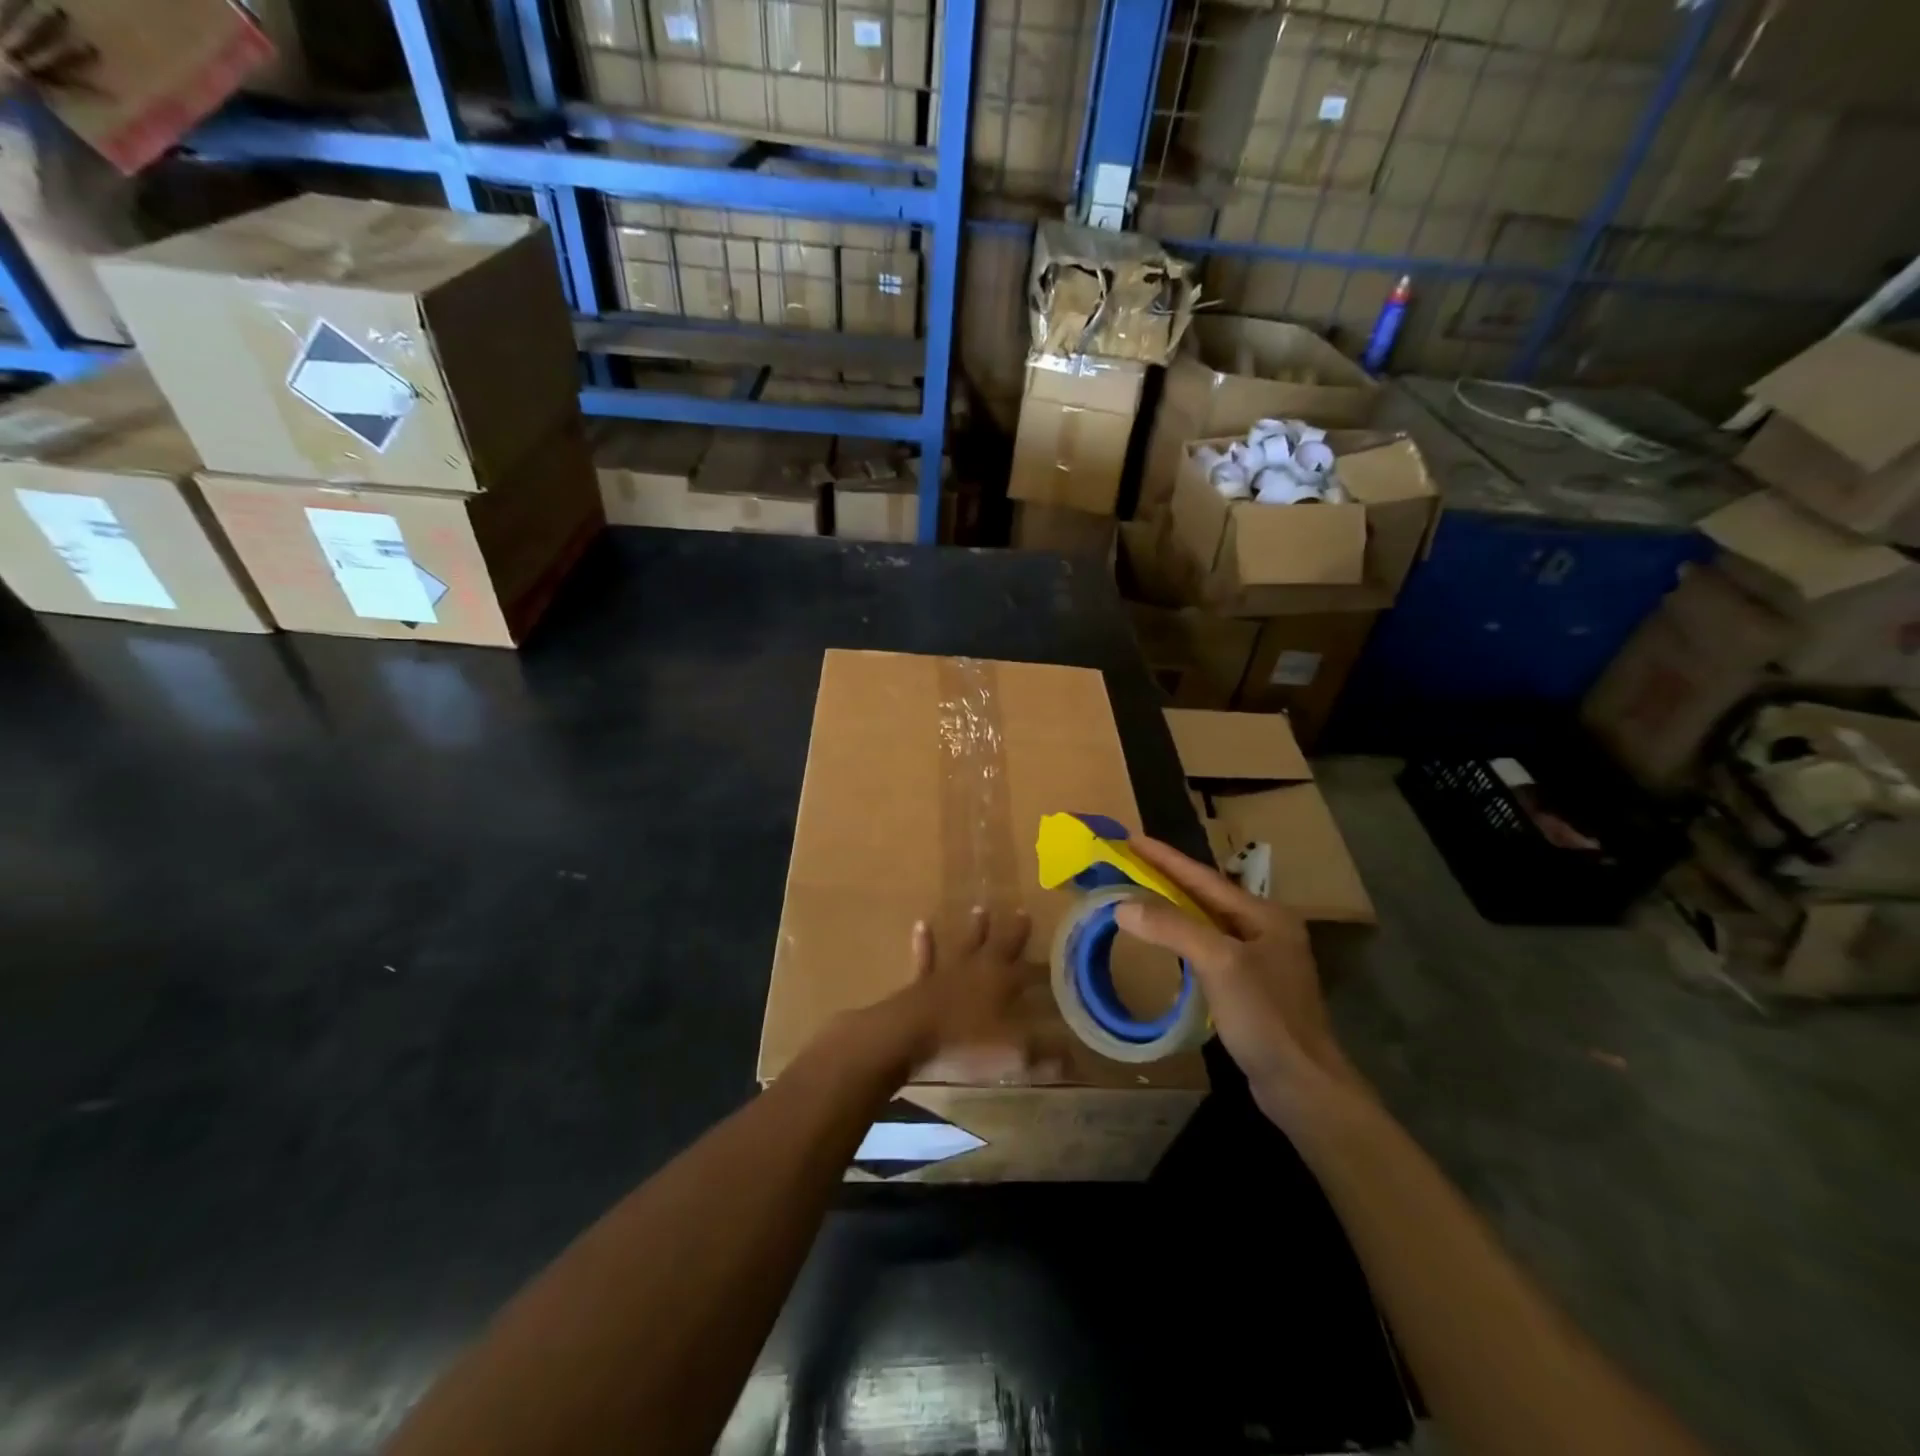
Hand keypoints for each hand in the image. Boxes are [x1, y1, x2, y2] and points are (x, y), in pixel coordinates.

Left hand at [873, 906, 1065, 1085]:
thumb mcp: (1012, 1053)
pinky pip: (926, 956)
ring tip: (980, 910)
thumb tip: (1073, 1056)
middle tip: (1021, 912)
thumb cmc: (965, 1042)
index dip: (1044, 967)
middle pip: (1000, 945)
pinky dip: (925, 942)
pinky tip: (921, 925)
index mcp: (1003, 983)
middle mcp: (979, 969)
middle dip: (1013, 931)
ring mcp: (949, 971)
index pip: (1030, 971)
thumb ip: (1043, 1053)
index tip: (1059, 956)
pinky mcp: (923, 981)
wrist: (909, 1035)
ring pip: (966, 943)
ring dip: (974, 929)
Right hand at [1113, 838, 1358, 1122]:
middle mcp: (1264, 930)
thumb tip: (1123, 905)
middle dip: (1166, 879)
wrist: (1302, 1086)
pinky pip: (1207, 949)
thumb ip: (1172, 928)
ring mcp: (1259, 960)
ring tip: (1137, 894)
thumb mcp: (1218, 963)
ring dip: (1171, 908)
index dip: (1165, 857)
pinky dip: (1181, 939)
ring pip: (1205, 923)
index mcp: (1264, 915)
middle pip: (1205, 896)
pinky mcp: (1249, 988)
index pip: (1204, 877)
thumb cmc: (1265, 1017)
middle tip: (1128, 863)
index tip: (1130, 838)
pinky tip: (1162, 941)